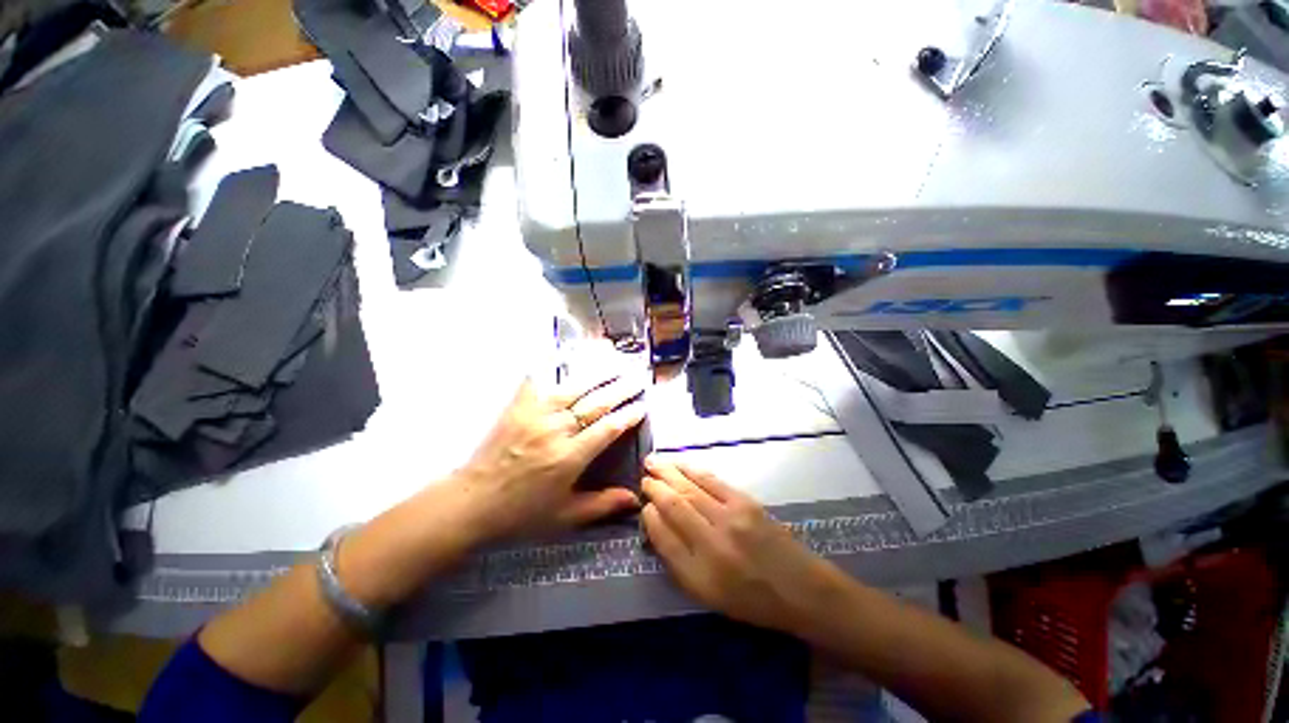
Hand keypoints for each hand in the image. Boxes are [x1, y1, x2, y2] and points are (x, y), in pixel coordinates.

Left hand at [452, 363, 646, 541]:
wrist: (472, 502)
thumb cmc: (521, 513)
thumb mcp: (565, 516)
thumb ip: (602, 505)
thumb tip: (635, 499)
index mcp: (569, 457)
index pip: (608, 429)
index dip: (628, 416)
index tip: (642, 406)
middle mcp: (555, 430)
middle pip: (595, 403)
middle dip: (620, 389)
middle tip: (637, 377)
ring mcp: (535, 414)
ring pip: (573, 387)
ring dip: (597, 373)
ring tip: (615, 362)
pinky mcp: (517, 406)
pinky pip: (537, 379)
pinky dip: (551, 364)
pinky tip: (564, 352)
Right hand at [641, 458, 845, 632]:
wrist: (800, 588)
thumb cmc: (751, 598)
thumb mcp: (706, 593)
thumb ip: (677, 558)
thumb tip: (656, 519)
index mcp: (701, 573)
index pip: (665, 534)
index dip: (650, 514)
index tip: (644, 501)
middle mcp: (713, 542)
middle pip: (676, 504)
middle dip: (656, 486)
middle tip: (644, 473)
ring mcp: (732, 518)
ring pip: (691, 488)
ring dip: (670, 472)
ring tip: (653, 462)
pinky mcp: (746, 503)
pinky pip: (712, 481)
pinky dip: (693, 470)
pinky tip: (681, 464)